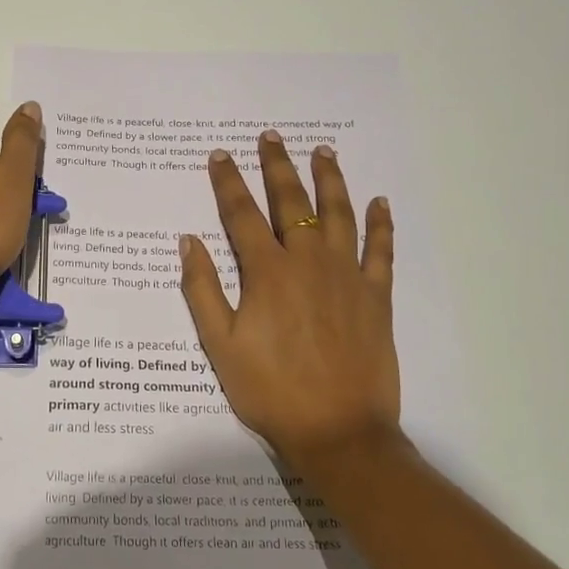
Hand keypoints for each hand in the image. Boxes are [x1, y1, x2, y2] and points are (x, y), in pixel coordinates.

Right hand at [179, 132, 402, 473]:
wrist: (338, 431)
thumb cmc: (270, 391)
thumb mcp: (221, 346)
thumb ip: (203, 291)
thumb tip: (188, 242)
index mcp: (267, 274)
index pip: (241, 215)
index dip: (228, 183)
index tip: (219, 156)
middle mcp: (307, 263)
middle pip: (291, 202)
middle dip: (278, 166)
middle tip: (271, 137)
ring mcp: (346, 276)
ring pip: (338, 214)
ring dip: (329, 179)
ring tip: (322, 151)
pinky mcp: (375, 296)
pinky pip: (380, 250)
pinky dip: (380, 224)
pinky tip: (379, 202)